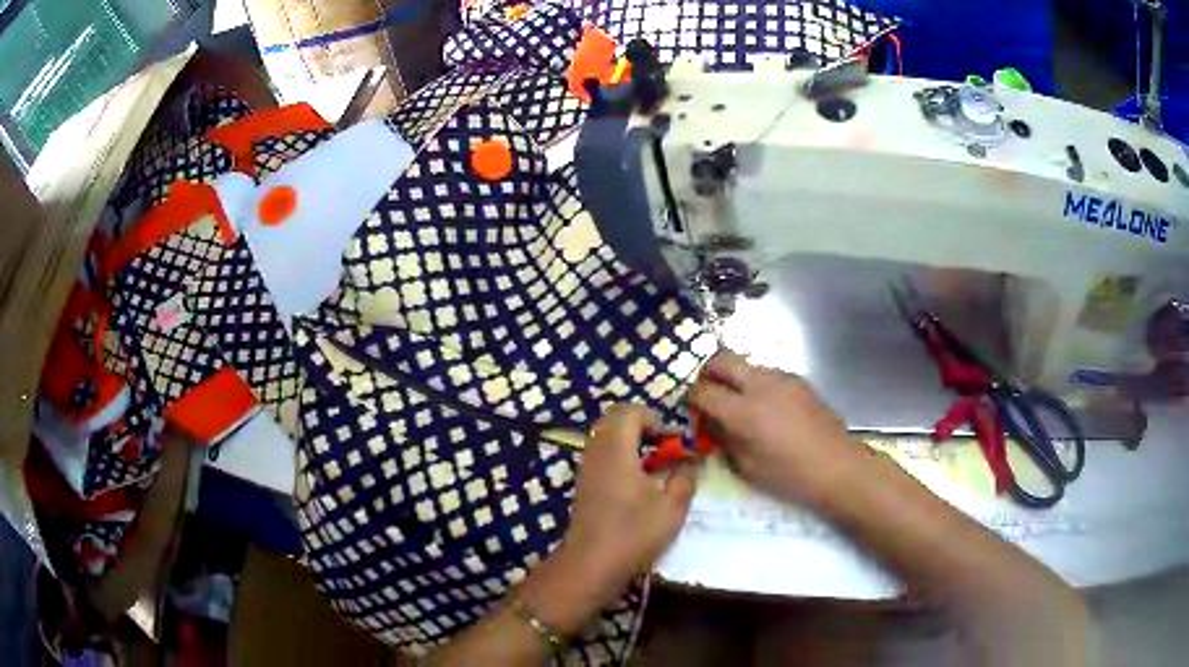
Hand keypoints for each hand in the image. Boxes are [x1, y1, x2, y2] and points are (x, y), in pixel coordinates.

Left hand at [560, 404, 696, 602]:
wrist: (592, 563)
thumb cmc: (634, 532)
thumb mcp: (672, 506)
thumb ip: (684, 478)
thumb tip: (687, 464)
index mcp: (616, 448)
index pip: (630, 411)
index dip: (655, 419)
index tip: (673, 442)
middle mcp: (596, 451)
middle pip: (614, 420)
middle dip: (642, 427)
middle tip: (664, 447)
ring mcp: (586, 468)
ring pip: (606, 438)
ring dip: (630, 443)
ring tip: (654, 465)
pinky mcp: (583, 485)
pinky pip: (601, 455)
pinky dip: (620, 458)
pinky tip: (637, 483)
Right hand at [688, 350, 869, 505]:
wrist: (836, 466)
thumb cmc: (788, 475)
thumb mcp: (747, 466)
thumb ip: (724, 439)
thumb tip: (711, 423)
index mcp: (743, 410)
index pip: (704, 391)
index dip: (692, 397)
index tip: (691, 406)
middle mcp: (760, 385)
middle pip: (723, 360)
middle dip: (709, 372)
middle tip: (708, 391)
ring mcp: (783, 378)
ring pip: (747, 365)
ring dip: (736, 378)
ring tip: (740, 403)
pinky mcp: (799, 381)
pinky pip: (768, 374)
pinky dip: (758, 384)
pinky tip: (767, 408)